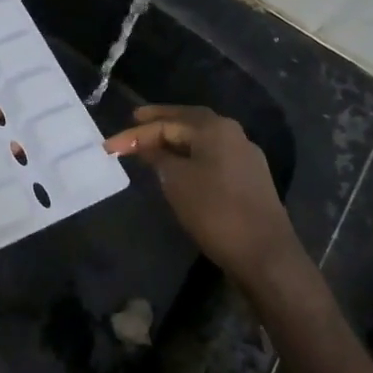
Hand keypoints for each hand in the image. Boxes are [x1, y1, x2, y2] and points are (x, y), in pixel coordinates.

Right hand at [105, 105, 302, 282]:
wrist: (264, 253)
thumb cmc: (214, 211)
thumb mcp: (176, 181)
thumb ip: (158, 157)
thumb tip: (148, 146)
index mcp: (214, 128)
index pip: (166, 124)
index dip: (135, 135)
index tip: (108, 147)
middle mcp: (232, 133)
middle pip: (188, 121)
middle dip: (160, 121)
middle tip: (134, 120)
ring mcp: (244, 155)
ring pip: (202, 138)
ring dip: (176, 138)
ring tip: (151, 142)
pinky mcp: (249, 176)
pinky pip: (212, 155)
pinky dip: (191, 153)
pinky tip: (179, 163)